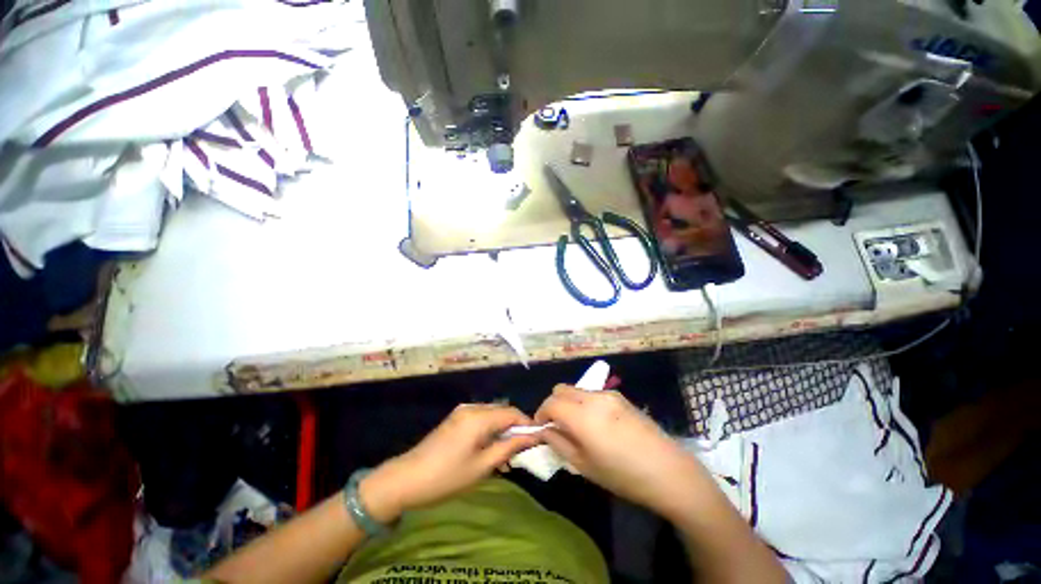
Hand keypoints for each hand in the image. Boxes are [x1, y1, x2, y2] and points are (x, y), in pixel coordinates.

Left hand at [360, 404, 539, 522]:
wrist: (406, 479)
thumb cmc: (447, 476)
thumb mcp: (482, 466)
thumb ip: (508, 447)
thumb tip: (531, 436)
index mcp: (479, 417)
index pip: (512, 413)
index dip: (527, 424)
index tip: (537, 440)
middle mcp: (472, 408)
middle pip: (502, 411)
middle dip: (514, 428)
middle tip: (520, 451)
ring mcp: (462, 412)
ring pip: (492, 415)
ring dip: (502, 430)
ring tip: (505, 455)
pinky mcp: (455, 418)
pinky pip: (480, 418)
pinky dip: (490, 430)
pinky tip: (489, 449)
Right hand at [535, 385, 705, 517]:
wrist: (667, 470)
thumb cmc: (623, 475)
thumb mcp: (584, 466)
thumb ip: (559, 443)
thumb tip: (546, 430)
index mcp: (582, 416)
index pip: (551, 403)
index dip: (541, 414)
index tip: (542, 428)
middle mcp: (593, 397)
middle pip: (561, 389)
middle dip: (553, 404)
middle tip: (557, 426)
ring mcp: (608, 394)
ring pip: (576, 389)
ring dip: (569, 402)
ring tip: (578, 426)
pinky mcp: (620, 396)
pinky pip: (592, 393)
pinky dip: (584, 402)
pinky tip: (597, 423)